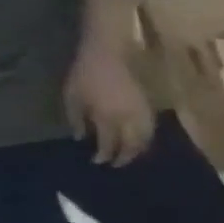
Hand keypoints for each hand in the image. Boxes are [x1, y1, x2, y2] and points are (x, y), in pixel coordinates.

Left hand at [64, 41, 154, 165]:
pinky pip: (151, 128)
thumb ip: (78, 119)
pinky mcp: (149, 108)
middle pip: (134, 144)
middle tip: (118, 164)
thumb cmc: (85, 76)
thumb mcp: (72, 97)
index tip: (99, 162)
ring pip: (147, 138)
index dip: (105, 154)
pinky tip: (141, 140)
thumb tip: (82, 137)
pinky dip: (147, 138)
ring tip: (132, 154)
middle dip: (127, 156)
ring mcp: (142, 113)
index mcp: (108, 116)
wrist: (108, 58)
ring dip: (140, 149)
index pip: (110, 142)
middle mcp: (129, 118)